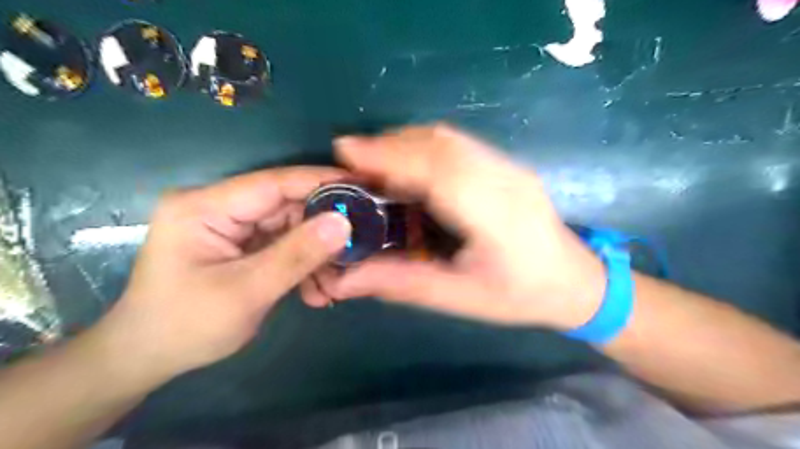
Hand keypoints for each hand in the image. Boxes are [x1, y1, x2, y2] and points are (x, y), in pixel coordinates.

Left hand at [98, 166, 349, 378]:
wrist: (148, 358)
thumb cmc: (186, 326)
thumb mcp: (247, 291)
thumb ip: (297, 255)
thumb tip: (344, 222)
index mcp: (205, 206)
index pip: (274, 183)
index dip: (320, 182)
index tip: (361, 187)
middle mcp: (219, 207)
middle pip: (286, 205)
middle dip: (323, 229)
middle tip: (358, 246)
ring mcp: (232, 225)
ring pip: (290, 226)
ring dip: (316, 254)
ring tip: (334, 284)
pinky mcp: (242, 243)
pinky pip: (284, 244)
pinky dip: (303, 264)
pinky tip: (316, 289)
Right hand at [304, 124, 610, 330]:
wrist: (577, 282)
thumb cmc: (519, 296)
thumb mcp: (459, 298)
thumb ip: (402, 283)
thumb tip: (345, 280)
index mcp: (495, 216)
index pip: (437, 170)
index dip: (389, 155)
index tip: (345, 150)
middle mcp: (504, 179)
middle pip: (439, 144)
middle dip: (388, 145)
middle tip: (351, 161)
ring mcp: (509, 166)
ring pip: (448, 138)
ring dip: (405, 143)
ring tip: (374, 162)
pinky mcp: (507, 165)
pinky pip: (458, 144)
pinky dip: (424, 146)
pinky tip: (409, 165)